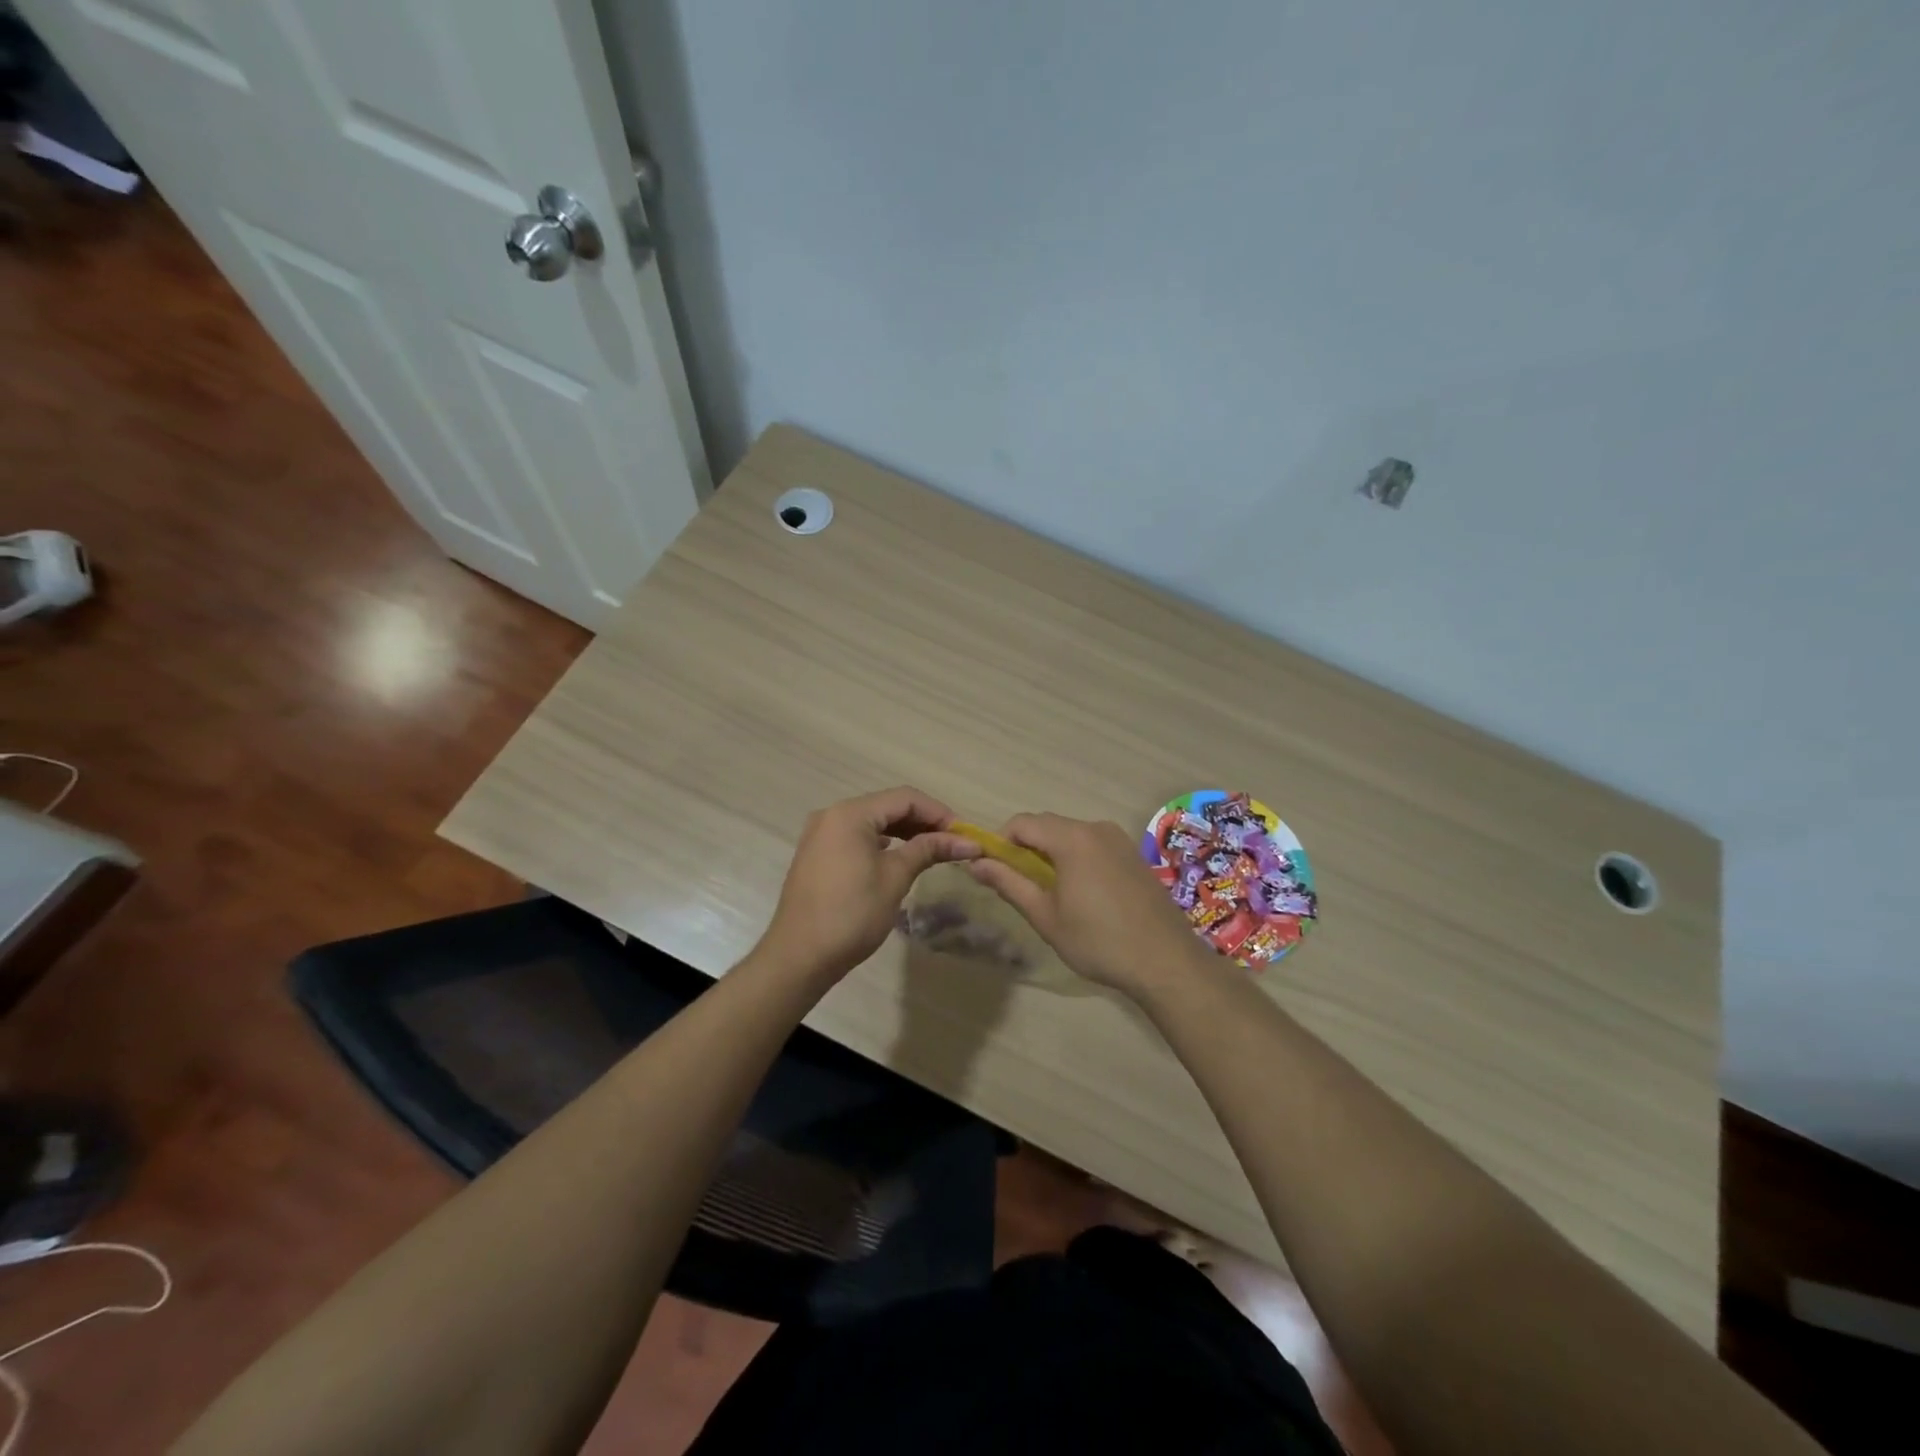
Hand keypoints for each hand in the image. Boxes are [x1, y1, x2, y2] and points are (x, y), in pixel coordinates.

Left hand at [758, 787, 979, 985]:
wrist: (799, 957)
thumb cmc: (852, 914)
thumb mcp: (895, 878)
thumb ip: (929, 850)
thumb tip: (967, 842)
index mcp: (850, 814)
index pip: (905, 798)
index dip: (939, 813)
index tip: (964, 834)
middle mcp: (832, 815)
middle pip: (888, 806)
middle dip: (923, 822)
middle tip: (954, 843)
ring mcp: (822, 835)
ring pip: (873, 822)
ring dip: (905, 832)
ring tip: (934, 850)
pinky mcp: (818, 854)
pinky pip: (857, 837)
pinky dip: (883, 843)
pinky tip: (900, 857)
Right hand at [966, 813, 1213, 998]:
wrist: (1166, 962)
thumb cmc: (1098, 941)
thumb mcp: (1045, 916)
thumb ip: (1009, 883)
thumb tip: (975, 863)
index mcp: (1072, 838)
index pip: (1022, 823)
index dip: (1000, 842)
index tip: (994, 871)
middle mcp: (1096, 828)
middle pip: (1047, 825)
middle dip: (1026, 848)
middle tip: (1020, 886)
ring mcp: (1119, 840)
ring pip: (1071, 835)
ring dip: (1051, 854)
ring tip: (1050, 894)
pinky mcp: (1133, 855)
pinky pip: (1093, 845)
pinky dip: (1076, 859)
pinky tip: (1082, 894)